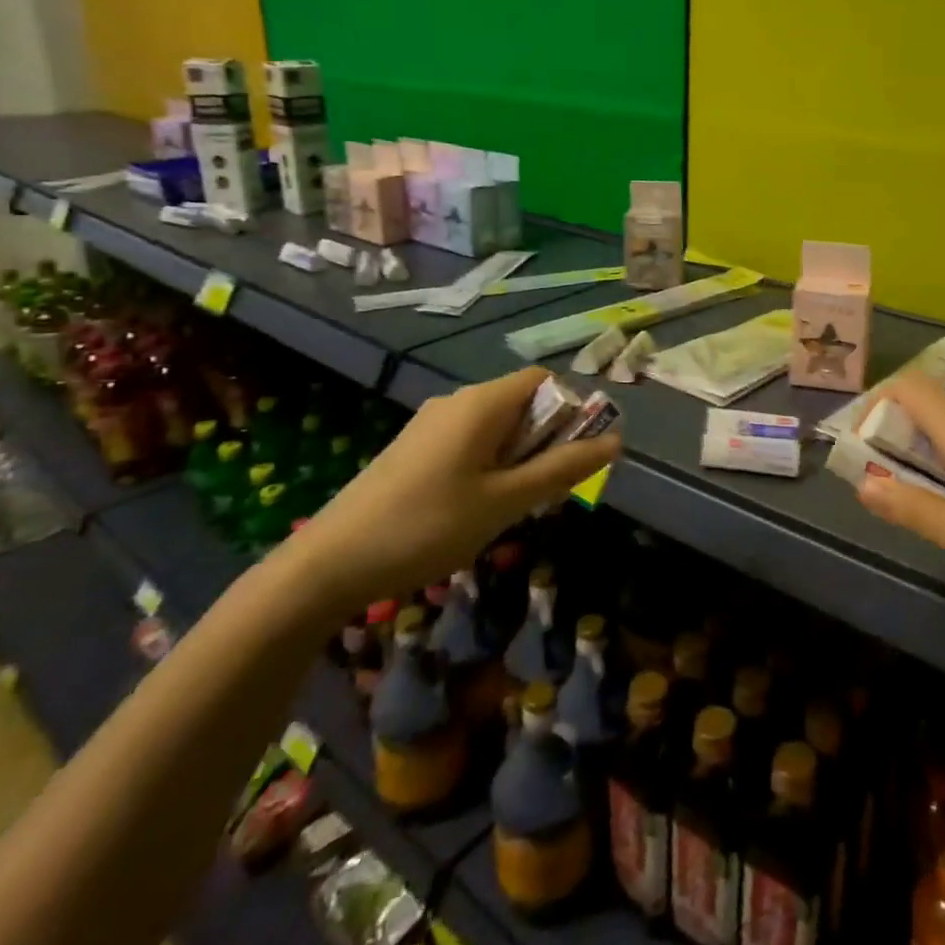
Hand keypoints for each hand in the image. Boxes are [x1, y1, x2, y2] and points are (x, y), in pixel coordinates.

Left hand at [283, 368, 618, 613]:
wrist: (328, 564)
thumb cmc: (428, 526)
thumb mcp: (505, 502)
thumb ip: (562, 469)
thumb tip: (616, 441)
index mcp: (481, 403)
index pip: (544, 380)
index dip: (572, 409)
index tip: (579, 454)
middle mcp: (456, 401)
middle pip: (521, 402)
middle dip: (547, 438)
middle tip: (548, 490)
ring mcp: (430, 424)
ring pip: (496, 426)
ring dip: (519, 456)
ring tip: (514, 505)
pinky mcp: (412, 449)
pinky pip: (469, 442)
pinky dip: (490, 464)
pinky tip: (477, 508)